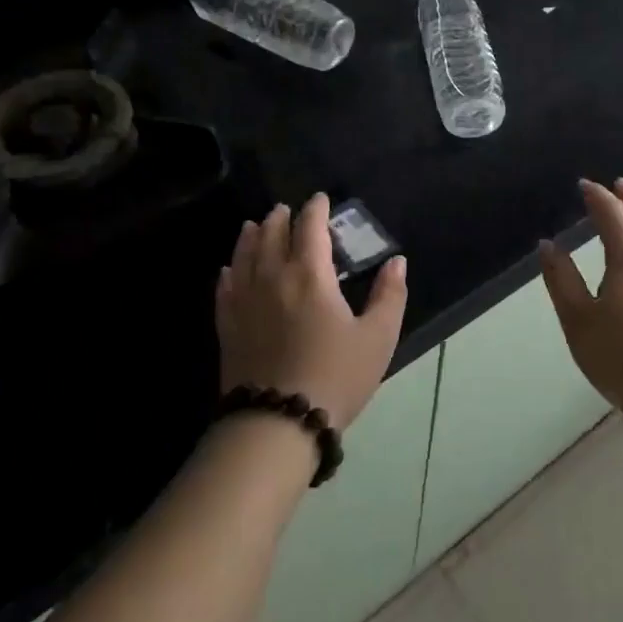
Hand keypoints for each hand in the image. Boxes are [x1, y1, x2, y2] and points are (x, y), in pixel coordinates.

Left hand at [216, 194, 407, 427]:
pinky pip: (225, 287)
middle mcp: (272, 277)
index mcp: (310, 275)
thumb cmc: (335, 377)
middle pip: (272, 234)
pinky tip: (229, 269)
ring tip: (255, 225)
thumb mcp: (377, 338)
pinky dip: (229, 270)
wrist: (277, 423)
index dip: (316, 209)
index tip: (320, 199)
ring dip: (252, 235)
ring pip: (244, 255)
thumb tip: (397, 261)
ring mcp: (245, 300)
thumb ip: (390, 295)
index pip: (310, 228)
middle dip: (281, 218)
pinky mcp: (228, 325)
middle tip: (287, 209)